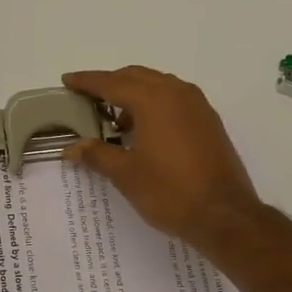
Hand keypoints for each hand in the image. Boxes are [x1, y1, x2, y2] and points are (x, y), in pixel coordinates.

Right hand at [61, 67, 262, 250]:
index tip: (67, 80)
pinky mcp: (208, 121)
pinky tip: (144, 131)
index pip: (111, 82)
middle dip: (110, 84)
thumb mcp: (126, 174)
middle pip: (135, 76)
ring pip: (157, 85)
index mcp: (153, 99)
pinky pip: (174, 99)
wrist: (224, 214)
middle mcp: (176, 92)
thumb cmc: (169, 192)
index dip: (87, 81)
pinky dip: (154, 104)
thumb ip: (97, 154)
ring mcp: (197, 105)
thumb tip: (72, 148)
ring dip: (133, 94)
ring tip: (114, 120)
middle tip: (87, 98)